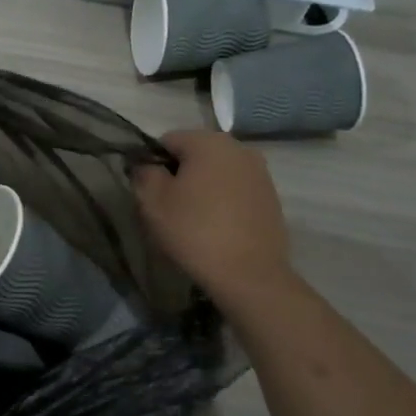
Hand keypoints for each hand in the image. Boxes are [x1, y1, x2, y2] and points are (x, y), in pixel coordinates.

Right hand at [134, 130, 293, 303]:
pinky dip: (223, 201)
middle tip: (169, 207)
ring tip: (194, 219)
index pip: (167, 141)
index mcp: (208, 142)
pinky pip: (237, 190)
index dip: (153, 164)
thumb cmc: (194, 231)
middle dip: (180, 174)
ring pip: (218, 172)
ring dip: (203, 187)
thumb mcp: (152, 201)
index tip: (150, 192)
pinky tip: (217, 227)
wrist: (249, 274)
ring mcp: (260, 172)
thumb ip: (144, 174)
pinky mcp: (271, 197)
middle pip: (196, 154)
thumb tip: (147, 166)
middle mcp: (239, 148)